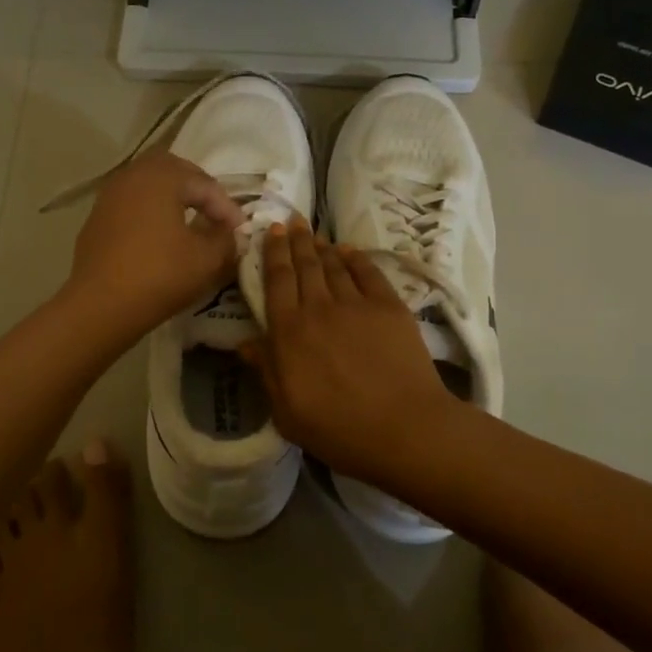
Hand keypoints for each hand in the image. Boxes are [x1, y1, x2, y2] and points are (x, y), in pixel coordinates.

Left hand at [64, 151, 243, 337]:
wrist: (100, 306)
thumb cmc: (160, 275)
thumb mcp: (207, 259)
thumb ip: (226, 239)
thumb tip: (230, 233)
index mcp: (162, 176)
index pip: (204, 183)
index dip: (227, 208)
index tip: (241, 232)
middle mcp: (133, 176)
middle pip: (174, 171)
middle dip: (198, 190)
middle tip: (216, 214)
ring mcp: (109, 196)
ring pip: (149, 185)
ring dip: (173, 199)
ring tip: (191, 223)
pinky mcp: (97, 219)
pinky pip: (131, 204)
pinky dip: (150, 212)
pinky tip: (160, 237)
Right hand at [241, 219, 467, 485]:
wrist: (405, 429)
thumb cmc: (339, 430)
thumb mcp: (287, 413)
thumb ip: (266, 372)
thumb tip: (246, 342)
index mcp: (289, 332)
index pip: (276, 281)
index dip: (273, 252)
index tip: (272, 231)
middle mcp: (318, 308)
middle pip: (304, 265)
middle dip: (296, 241)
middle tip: (292, 221)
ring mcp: (356, 304)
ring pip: (334, 265)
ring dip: (322, 247)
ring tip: (315, 234)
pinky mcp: (388, 307)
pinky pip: (368, 272)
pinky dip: (356, 258)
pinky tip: (349, 251)